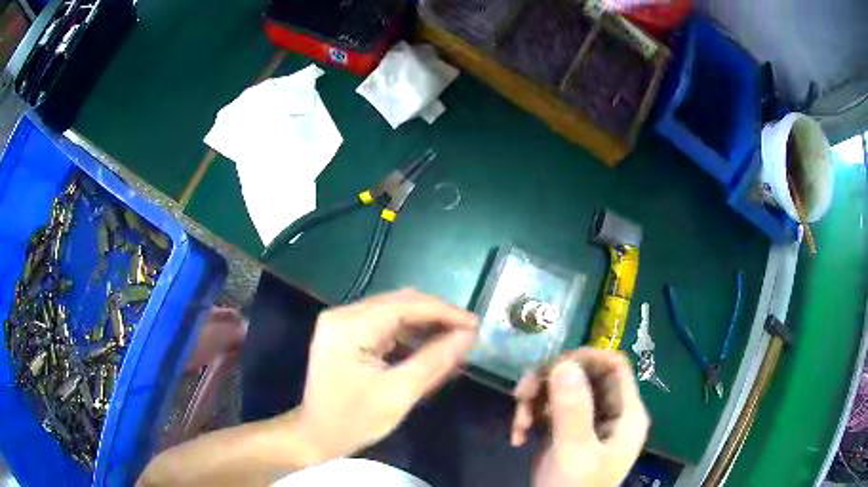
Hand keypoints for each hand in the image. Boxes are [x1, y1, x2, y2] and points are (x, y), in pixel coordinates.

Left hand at [294, 289, 478, 461]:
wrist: (316, 437)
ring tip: (454, 341)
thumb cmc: (353, 421)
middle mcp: (343, 315)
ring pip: (394, 313)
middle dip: (437, 317)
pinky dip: (410, 335)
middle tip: (468, 334)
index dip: (444, 312)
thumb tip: (469, 336)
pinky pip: (385, 326)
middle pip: (399, 303)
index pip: (404, 305)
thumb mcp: (398, 394)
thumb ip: (435, 361)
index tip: (476, 325)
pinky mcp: (347, 335)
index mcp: (349, 326)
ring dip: (425, 325)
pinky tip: (429, 347)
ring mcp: (343, 324)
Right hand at [511, 348, 649, 486]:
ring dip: (535, 399)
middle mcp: (611, 412)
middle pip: (584, 375)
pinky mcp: (568, 431)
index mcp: (626, 413)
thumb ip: (573, 410)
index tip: (551, 368)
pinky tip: (517, 435)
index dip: (585, 358)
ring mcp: (588, 422)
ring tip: (518, 423)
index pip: (613, 366)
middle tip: (521, 394)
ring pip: (563, 390)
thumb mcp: (575, 452)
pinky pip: (549, 409)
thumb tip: (564, 363)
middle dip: (550, 381)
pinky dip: (531, 416)